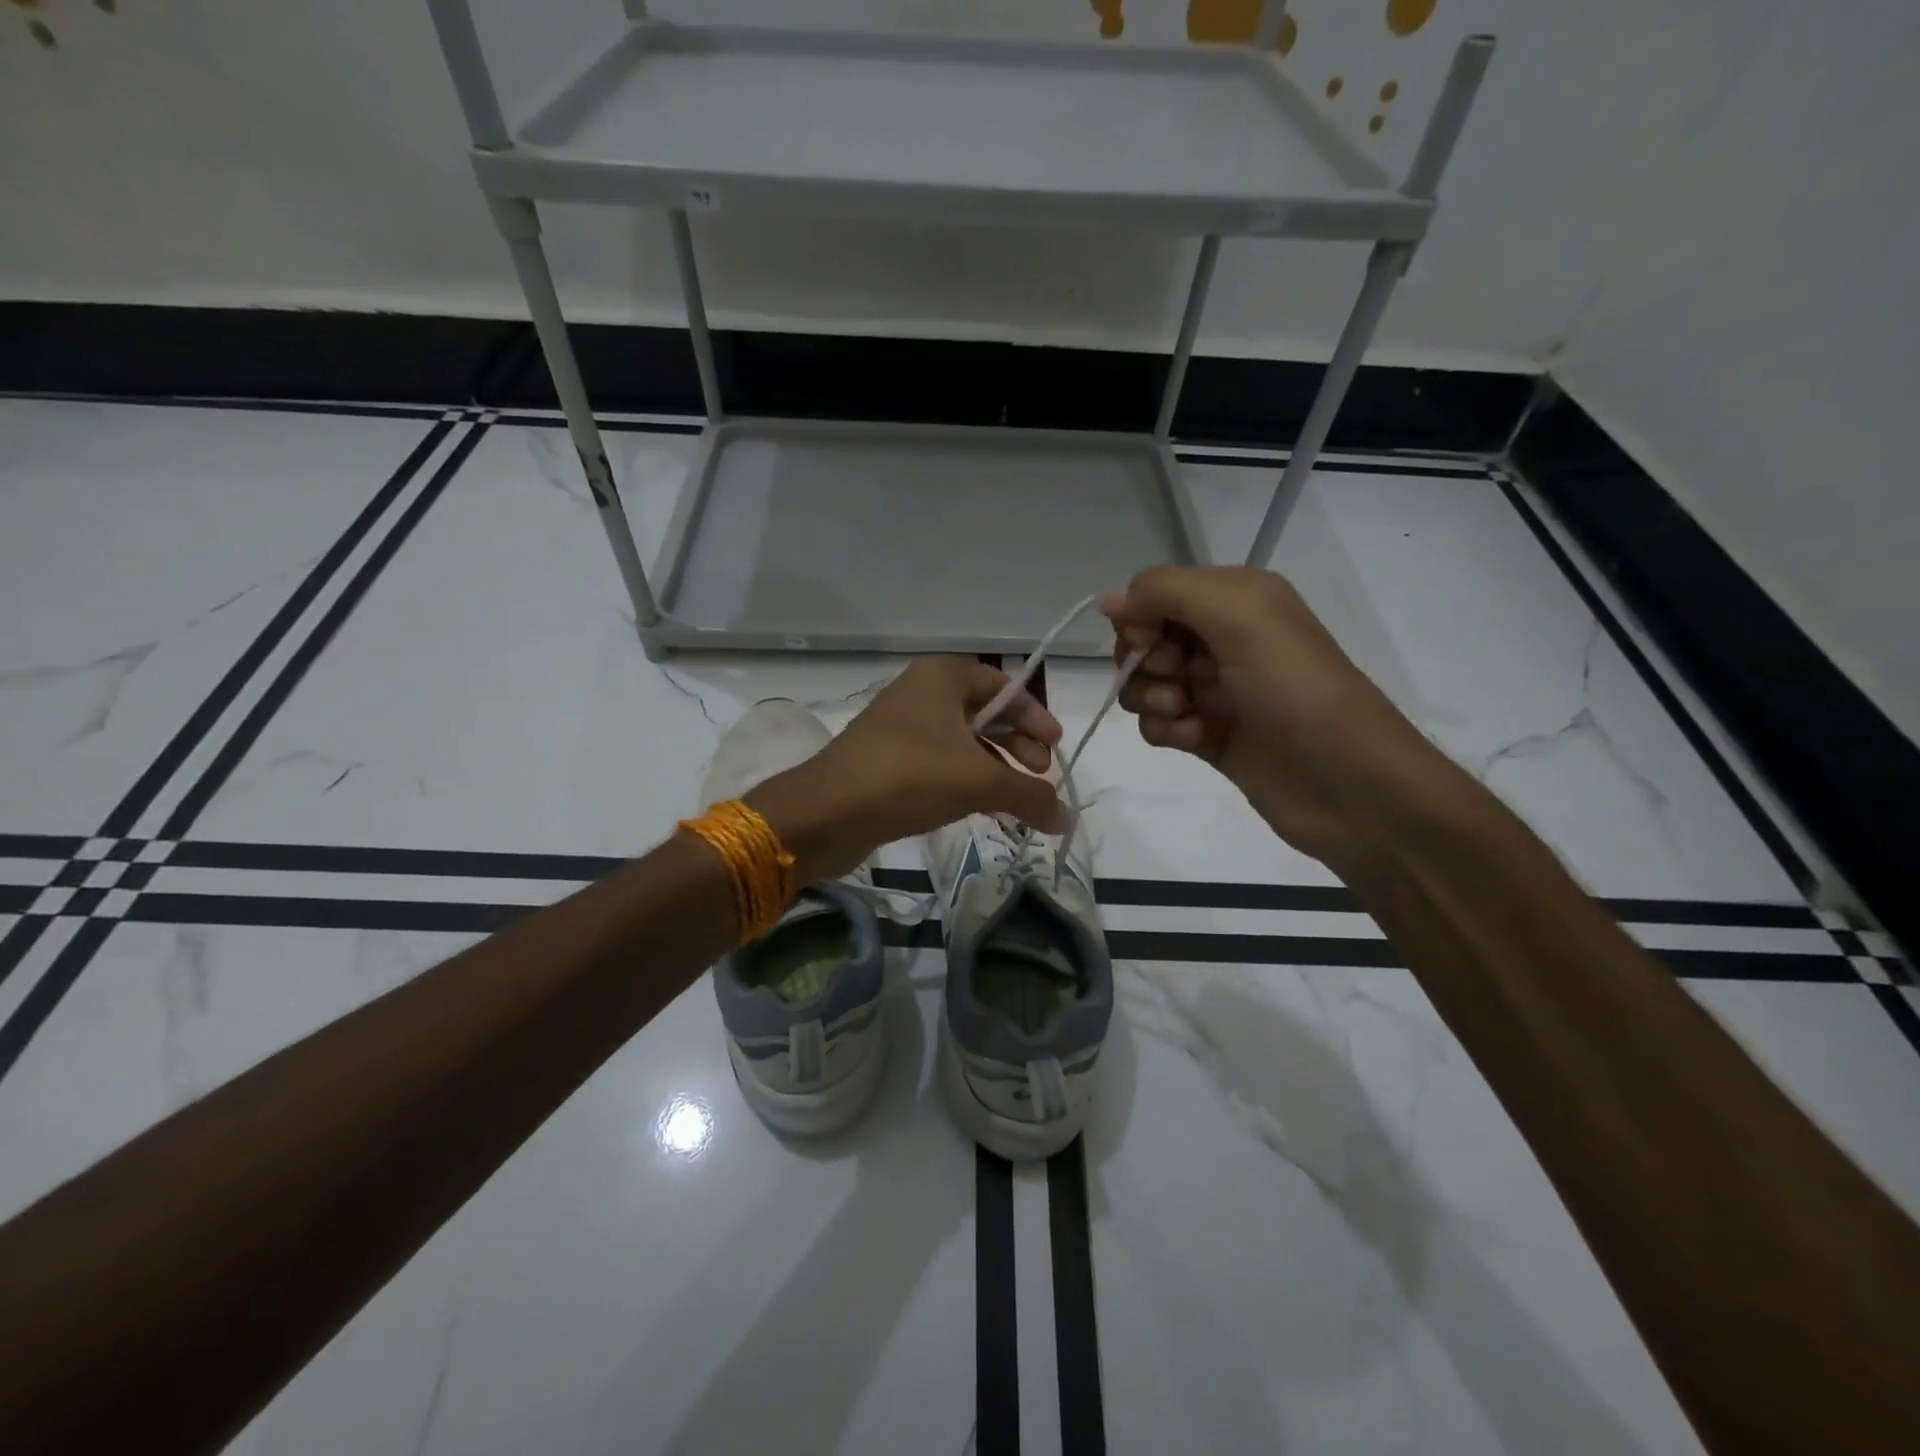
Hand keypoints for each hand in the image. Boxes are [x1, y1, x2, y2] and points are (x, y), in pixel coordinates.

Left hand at [746, 657, 1066, 881]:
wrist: (826, 813)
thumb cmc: (908, 777)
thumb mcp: (979, 783)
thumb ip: (1029, 796)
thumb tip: (1068, 819)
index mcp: (942, 676)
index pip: (1003, 686)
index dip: (1034, 716)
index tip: (1054, 748)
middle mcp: (921, 693)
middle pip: (985, 713)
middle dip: (1017, 744)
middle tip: (1039, 775)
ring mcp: (901, 728)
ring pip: (962, 741)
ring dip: (994, 766)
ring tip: (1015, 799)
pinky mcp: (888, 761)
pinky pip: (939, 762)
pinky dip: (965, 779)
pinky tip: (980, 807)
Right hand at [1099, 565, 1445, 869]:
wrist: (1349, 786)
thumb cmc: (1295, 690)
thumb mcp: (1240, 616)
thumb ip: (1166, 592)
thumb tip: (1105, 599)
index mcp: (1236, 598)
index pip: (1155, 593)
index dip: (1140, 617)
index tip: (1150, 642)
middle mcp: (1224, 638)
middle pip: (1145, 639)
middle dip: (1145, 660)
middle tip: (1177, 679)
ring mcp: (1216, 690)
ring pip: (1146, 683)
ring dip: (1151, 698)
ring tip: (1184, 714)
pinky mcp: (1208, 735)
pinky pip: (1157, 724)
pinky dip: (1164, 730)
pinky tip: (1192, 739)